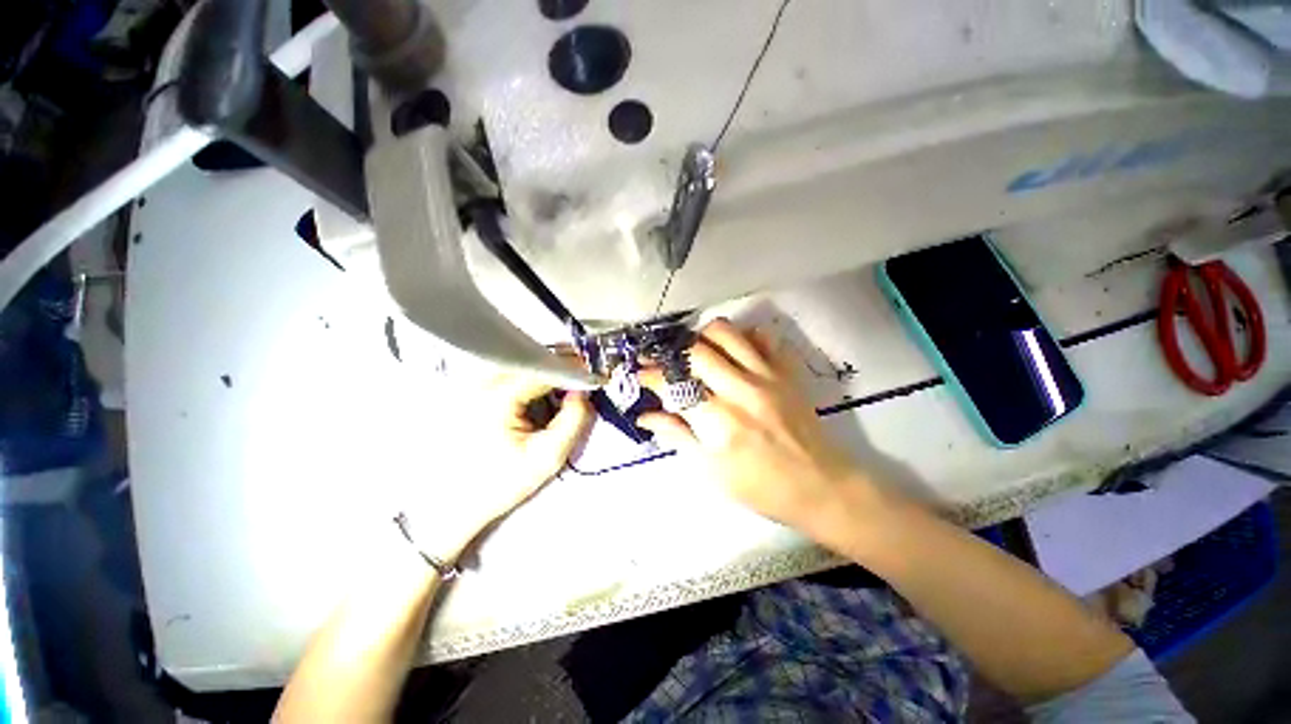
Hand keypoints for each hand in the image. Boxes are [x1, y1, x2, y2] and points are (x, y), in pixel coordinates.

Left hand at [417, 364, 593, 560]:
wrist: (452, 504)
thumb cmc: (500, 483)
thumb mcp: (548, 457)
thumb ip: (573, 420)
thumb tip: (582, 392)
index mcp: (498, 396)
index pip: (544, 367)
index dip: (572, 368)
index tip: (592, 374)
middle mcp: (481, 382)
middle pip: (531, 358)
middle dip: (560, 364)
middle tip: (581, 377)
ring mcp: (472, 385)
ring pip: (519, 363)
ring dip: (544, 370)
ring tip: (563, 386)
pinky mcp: (470, 392)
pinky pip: (507, 373)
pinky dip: (528, 378)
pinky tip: (539, 395)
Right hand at [638, 319, 866, 532]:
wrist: (821, 486)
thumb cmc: (761, 487)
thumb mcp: (711, 471)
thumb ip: (678, 436)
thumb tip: (646, 416)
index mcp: (719, 420)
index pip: (674, 384)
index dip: (651, 375)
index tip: (640, 374)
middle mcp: (741, 389)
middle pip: (696, 350)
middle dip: (670, 351)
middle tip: (663, 360)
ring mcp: (767, 376)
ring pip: (727, 333)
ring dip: (703, 336)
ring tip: (695, 351)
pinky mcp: (787, 372)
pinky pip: (763, 337)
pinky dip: (743, 337)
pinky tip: (733, 352)